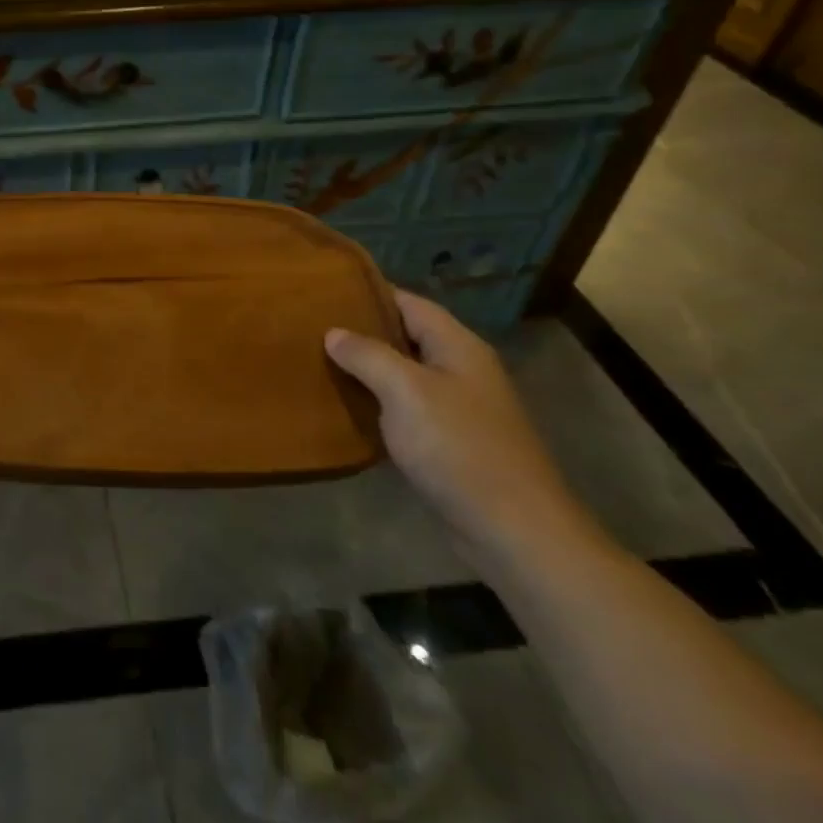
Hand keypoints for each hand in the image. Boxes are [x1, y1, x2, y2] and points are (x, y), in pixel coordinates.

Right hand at [325, 290, 592, 561]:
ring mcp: (456, 408)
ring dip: (364, 370)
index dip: (368, 293)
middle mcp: (459, 370)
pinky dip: (375, 405)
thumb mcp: (406, 391)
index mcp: (457, 346)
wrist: (512, 530)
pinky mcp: (447, 443)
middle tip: (309, 327)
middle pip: (404, 337)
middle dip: (360, 332)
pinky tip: (342, 408)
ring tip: (315, 362)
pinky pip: (403, 411)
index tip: (323, 291)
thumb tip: (334, 333)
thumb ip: (368, 355)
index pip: (408, 302)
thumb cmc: (459, 447)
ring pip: (401, 376)